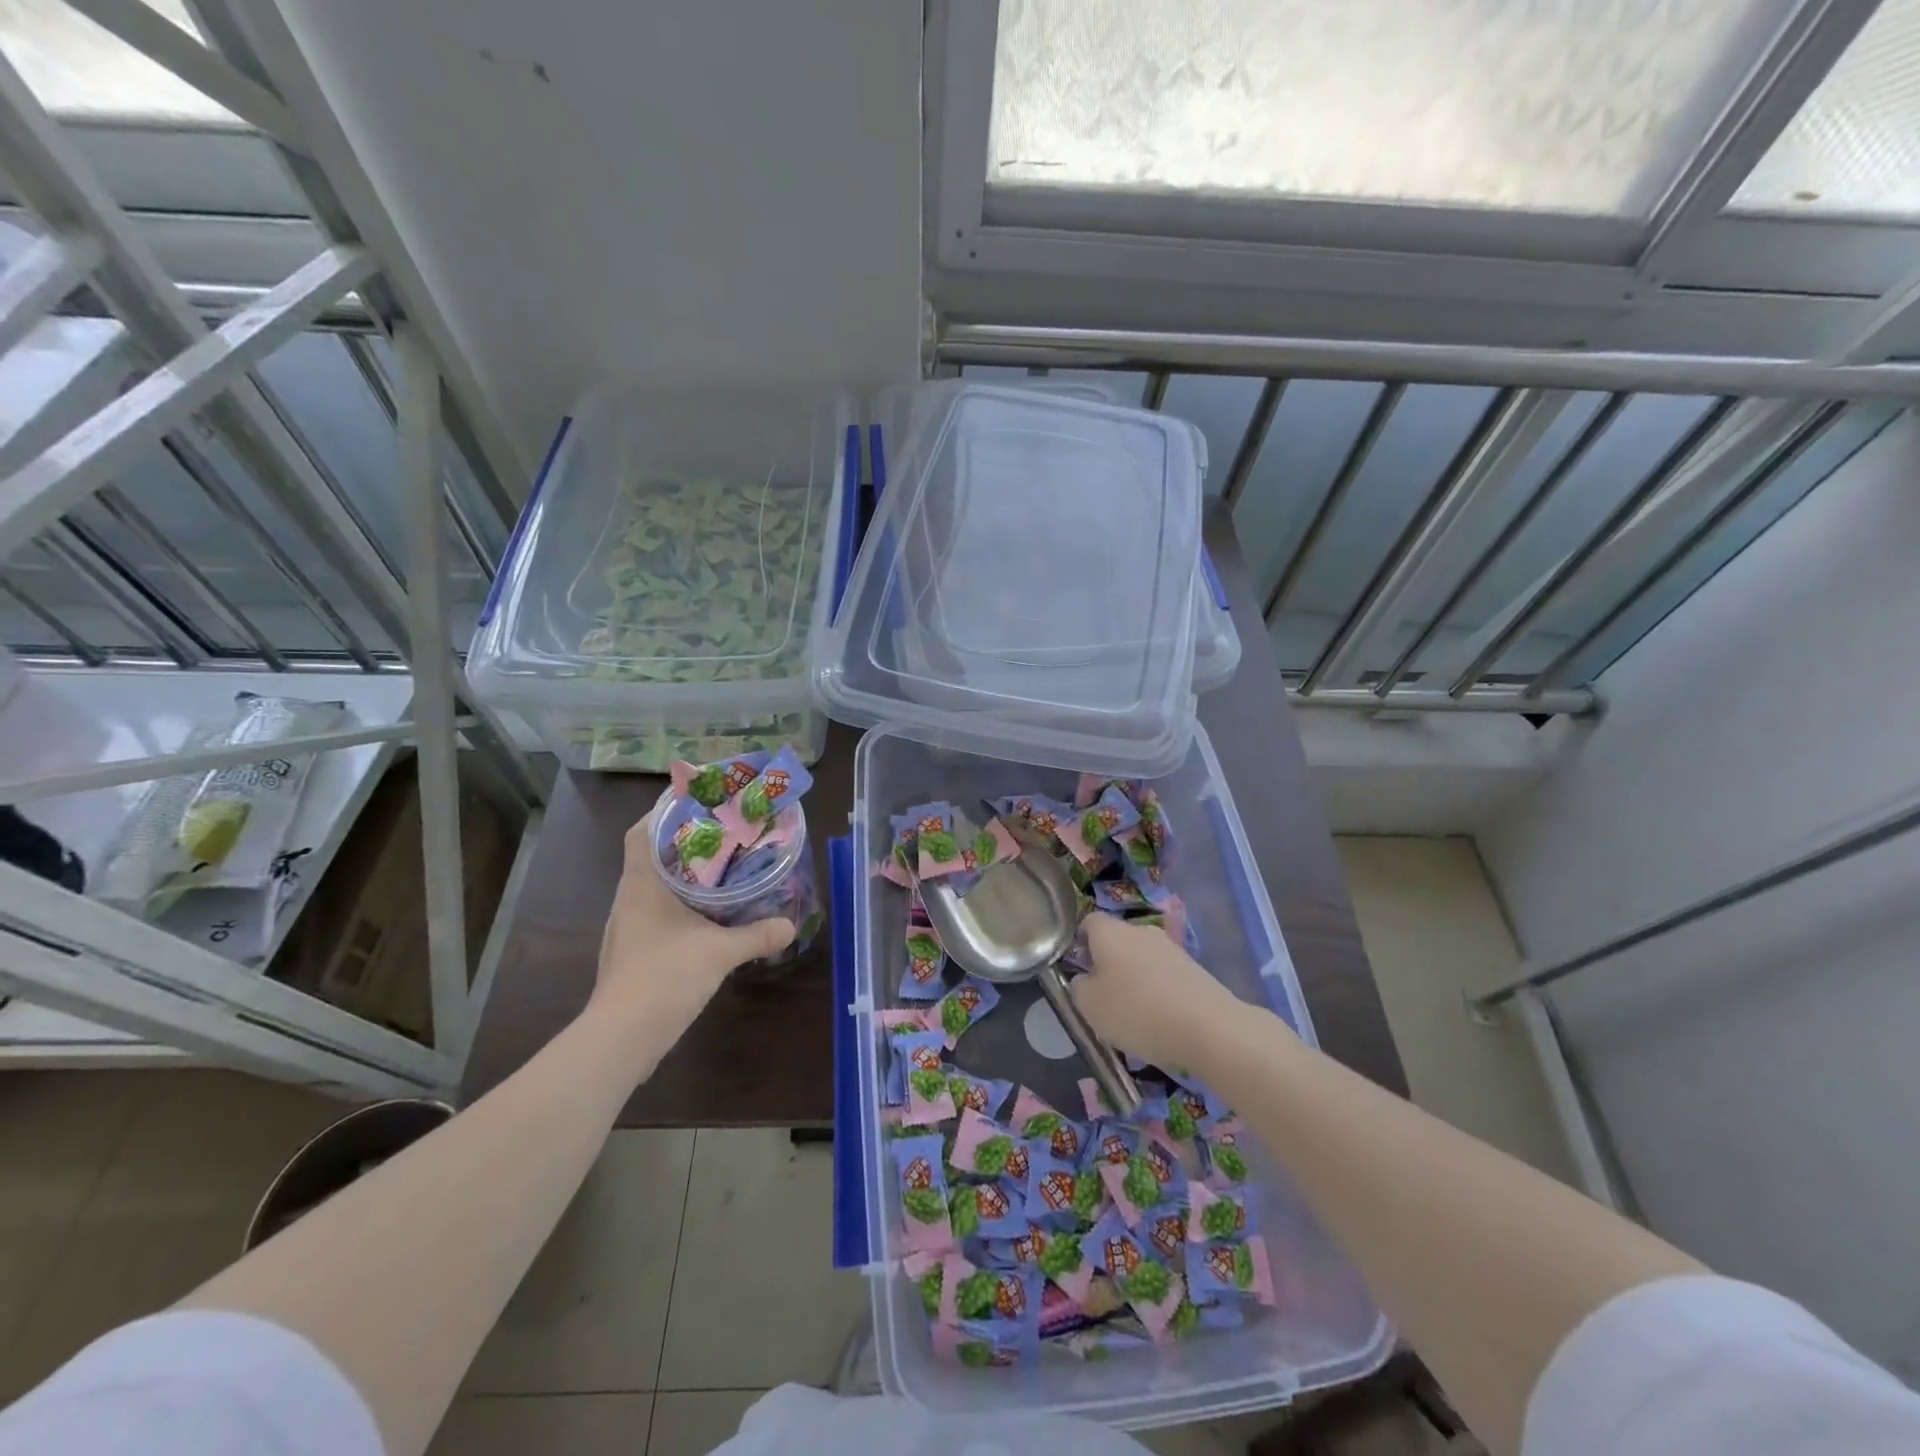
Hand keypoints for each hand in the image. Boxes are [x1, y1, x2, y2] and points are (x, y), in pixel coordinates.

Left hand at [588, 809, 794, 1047]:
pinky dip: (680, 906)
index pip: (640, 833)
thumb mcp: (720, 952)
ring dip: (682, 876)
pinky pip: (656, 914)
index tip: (695, 804)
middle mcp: (629, 900)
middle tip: (722, 834)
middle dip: (683, 843)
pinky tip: (706, 915)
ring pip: (654, 887)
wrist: (622, 1037)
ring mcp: (628, 928)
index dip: (662, 813)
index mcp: (641, 885)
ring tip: (720, 869)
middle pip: (650, 857)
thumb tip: (790, 925)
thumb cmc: (665, 977)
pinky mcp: (633, 952)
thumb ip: (757, 935)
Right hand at [1071, 912, 1252, 1074]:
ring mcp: (1171, 948)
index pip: (1088, 923)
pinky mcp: (1194, 969)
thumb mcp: (1089, 1006)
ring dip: (1134, 980)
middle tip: (1103, 999)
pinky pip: (1164, 976)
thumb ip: (1078, 987)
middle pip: (1117, 941)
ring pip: (1142, 959)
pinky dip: (1158, 993)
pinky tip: (1160, 1021)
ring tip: (1133, 1016)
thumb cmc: (1137, 1012)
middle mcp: (1141, 931)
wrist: (1209, 1028)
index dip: (1079, 944)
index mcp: (1110, 932)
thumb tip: (1084, 979)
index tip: (1078, 971)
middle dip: (1108, 965)